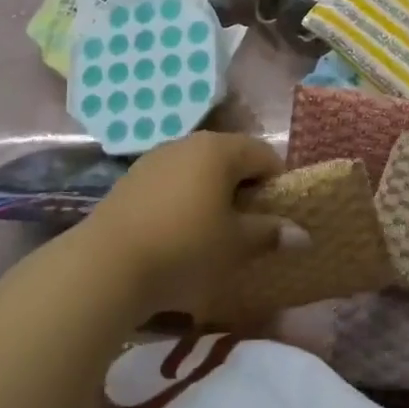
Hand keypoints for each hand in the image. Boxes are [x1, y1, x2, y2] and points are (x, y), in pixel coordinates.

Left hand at [79, 132, 305, 320]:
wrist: (106, 264)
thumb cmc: (185, 248)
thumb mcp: (235, 245)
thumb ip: (269, 233)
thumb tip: (302, 235)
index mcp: (219, 149)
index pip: (264, 154)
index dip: (277, 183)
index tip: (277, 216)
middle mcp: (188, 143)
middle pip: (230, 158)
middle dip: (244, 188)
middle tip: (248, 226)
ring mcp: (155, 158)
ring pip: (198, 170)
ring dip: (212, 194)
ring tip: (212, 232)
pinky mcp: (132, 178)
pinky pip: (172, 182)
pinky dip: (184, 200)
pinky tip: (177, 232)